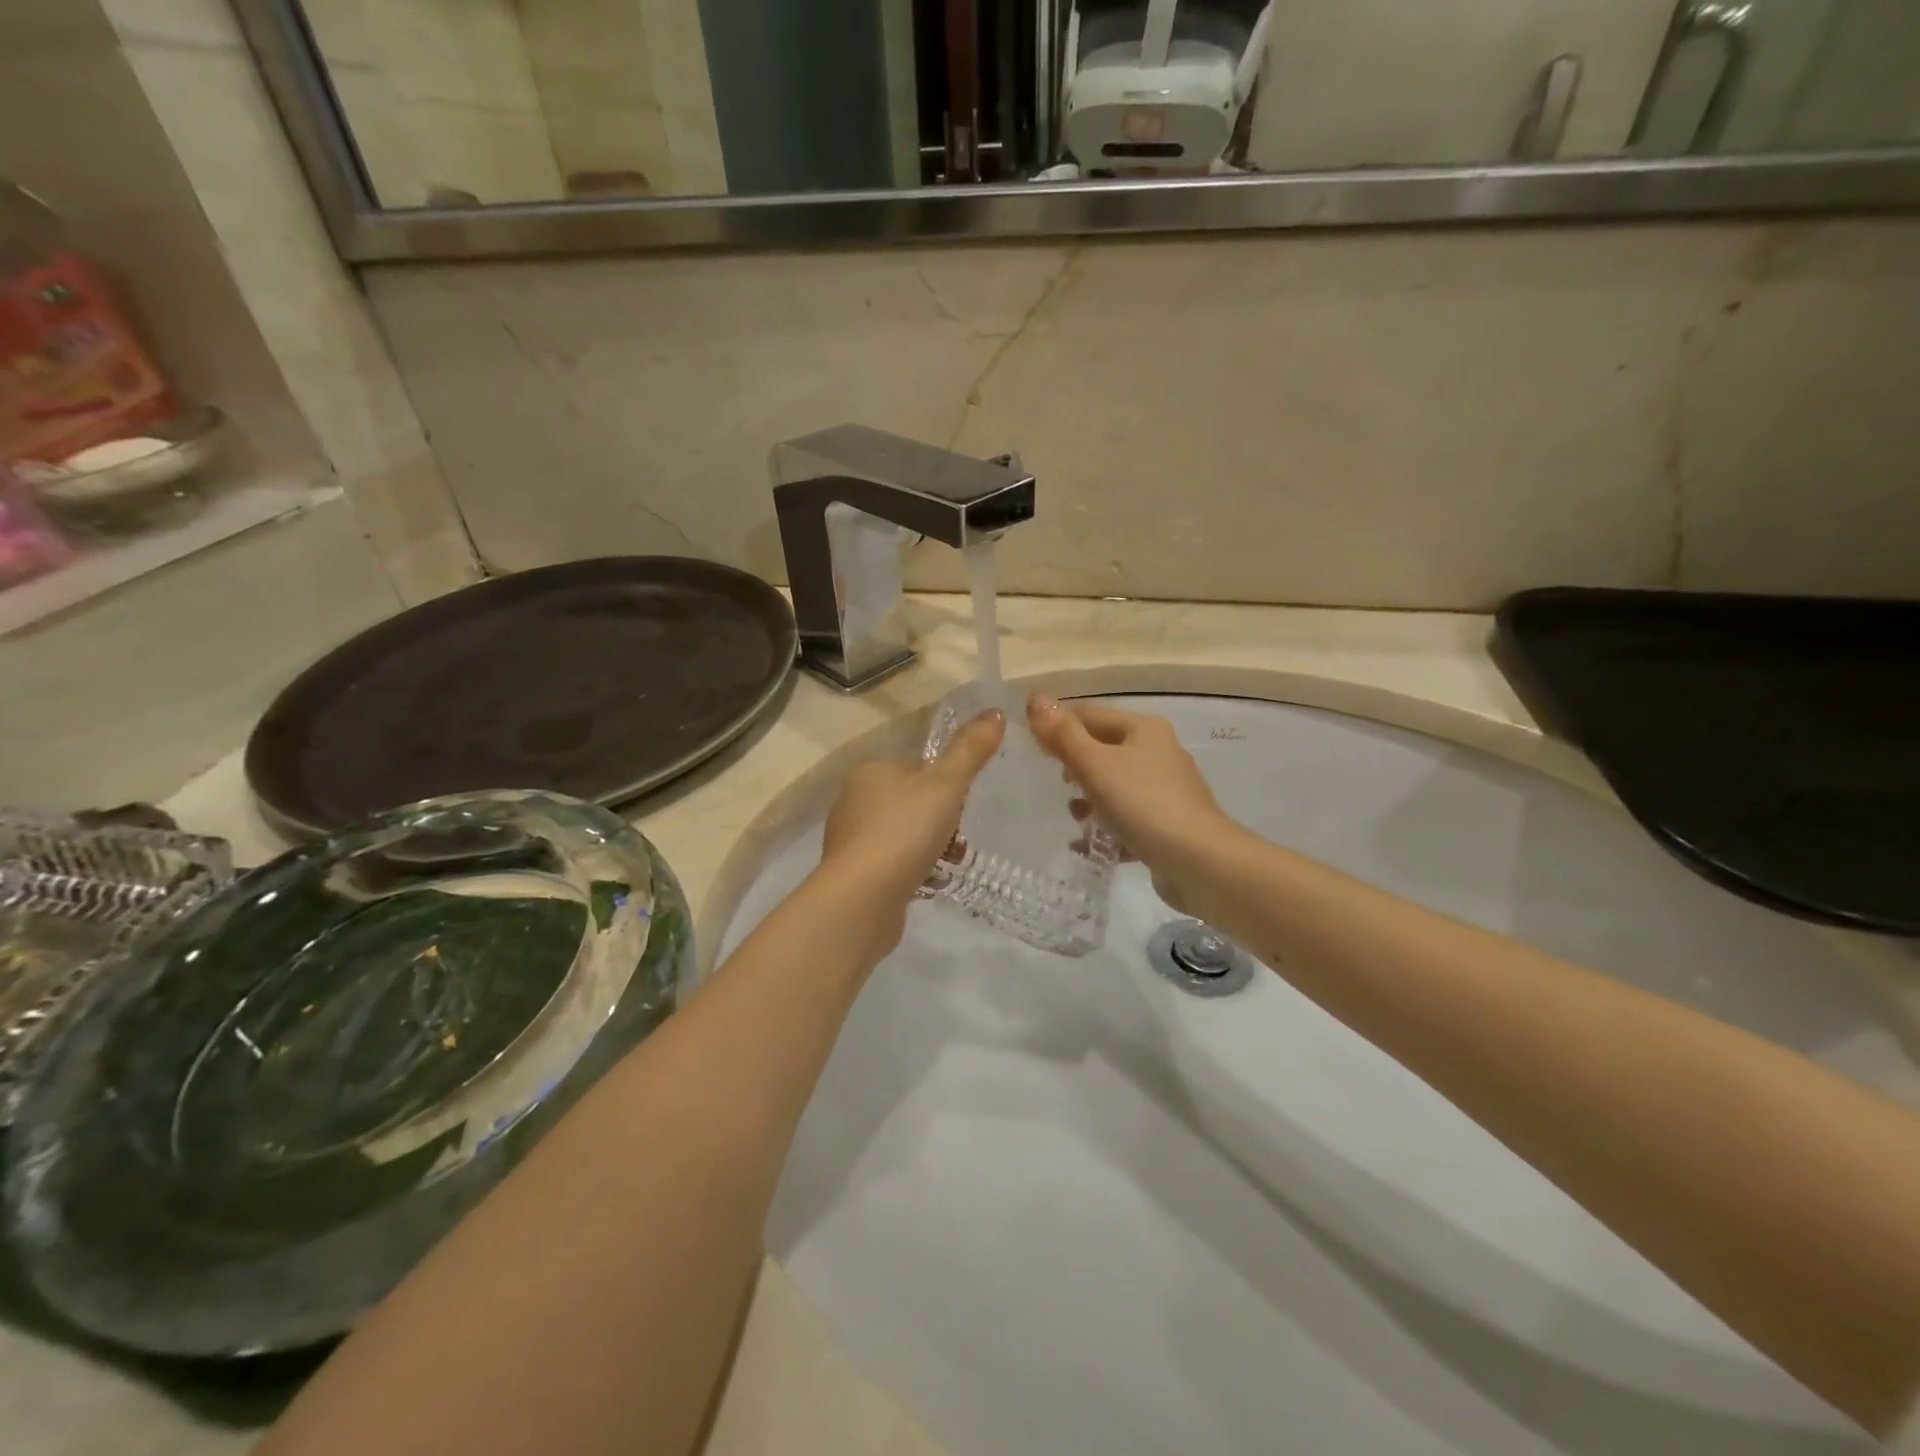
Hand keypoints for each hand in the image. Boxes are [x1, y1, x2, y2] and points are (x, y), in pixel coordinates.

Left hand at [817, 710, 1005, 958]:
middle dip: (941, 820)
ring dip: (931, 847)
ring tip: (949, 864)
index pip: (918, 767)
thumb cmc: (904, 830)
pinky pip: (893, 863)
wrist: (863, 897)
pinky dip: (914, 869)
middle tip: (958, 838)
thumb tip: (996, 712)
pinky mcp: (854, 873)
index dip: (946, 784)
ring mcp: (851, 838)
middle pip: (912, 802)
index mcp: (871, 771)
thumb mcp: (946, 785)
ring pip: (904, 834)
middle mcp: (854, 799)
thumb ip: (970, 750)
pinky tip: (929, 883)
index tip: (963, 804)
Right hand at [1027, 695, 1229, 916]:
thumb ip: (1062, 734)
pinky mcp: (1169, 822)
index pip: (1090, 715)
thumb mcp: (1095, 766)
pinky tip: (1090, 845)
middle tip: (1056, 786)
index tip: (1032, 750)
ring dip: (1090, 800)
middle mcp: (1159, 751)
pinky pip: (1128, 817)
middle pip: (1103, 750)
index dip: (1059, 727)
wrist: (1200, 862)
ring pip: (1115, 785)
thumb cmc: (1143, 804)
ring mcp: (1166, 789)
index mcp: (1144, 728)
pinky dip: (1108, 826)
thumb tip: (1035, 698)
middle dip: (1075, 767)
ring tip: (1075, 819)